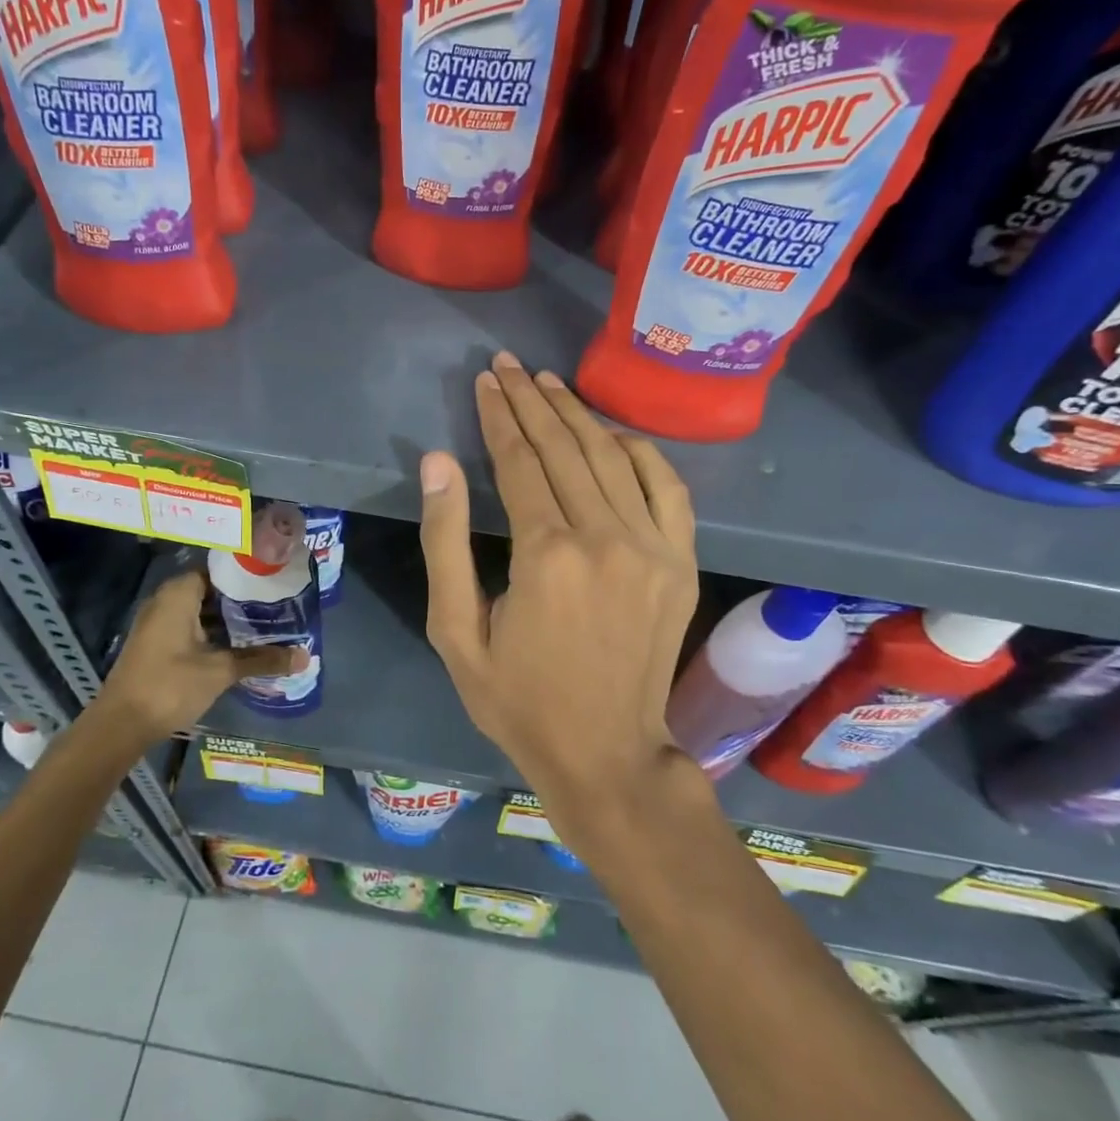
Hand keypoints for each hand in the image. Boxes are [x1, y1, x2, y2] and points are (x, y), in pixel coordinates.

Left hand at [91, 570, 302, 743]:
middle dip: (243, 598)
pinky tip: (240, 645)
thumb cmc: (170, 685)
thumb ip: (262, 659)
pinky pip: (192, 626)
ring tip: (268, 623)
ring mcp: (159, 622)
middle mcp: (166, 600)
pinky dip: (214, 632)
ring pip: (202, 610)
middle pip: (212, 590)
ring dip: (230, 618)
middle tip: (279, 603)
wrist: (120, 725)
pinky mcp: (158, 643)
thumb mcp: (220, 671)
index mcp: (179, 594)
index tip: (276, 579)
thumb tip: (305, 656)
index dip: (248, 574)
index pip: (220, 569)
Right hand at [419, 353, 698, 811]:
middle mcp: (605, 537)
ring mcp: (653, 547)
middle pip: (565, 448)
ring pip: (612, 458)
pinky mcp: (680, 562)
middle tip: (509, 366)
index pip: (520, 462)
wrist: (606, 754)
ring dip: (578, 415)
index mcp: (546, 555)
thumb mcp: (456, 631)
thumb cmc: (518, 700)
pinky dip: (640, 452)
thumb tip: (439, 462)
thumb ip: (445, 542)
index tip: (486, 379)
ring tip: (549, 383)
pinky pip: (667, 487)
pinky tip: (613, 433)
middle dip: (532, 401)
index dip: (499, 416)